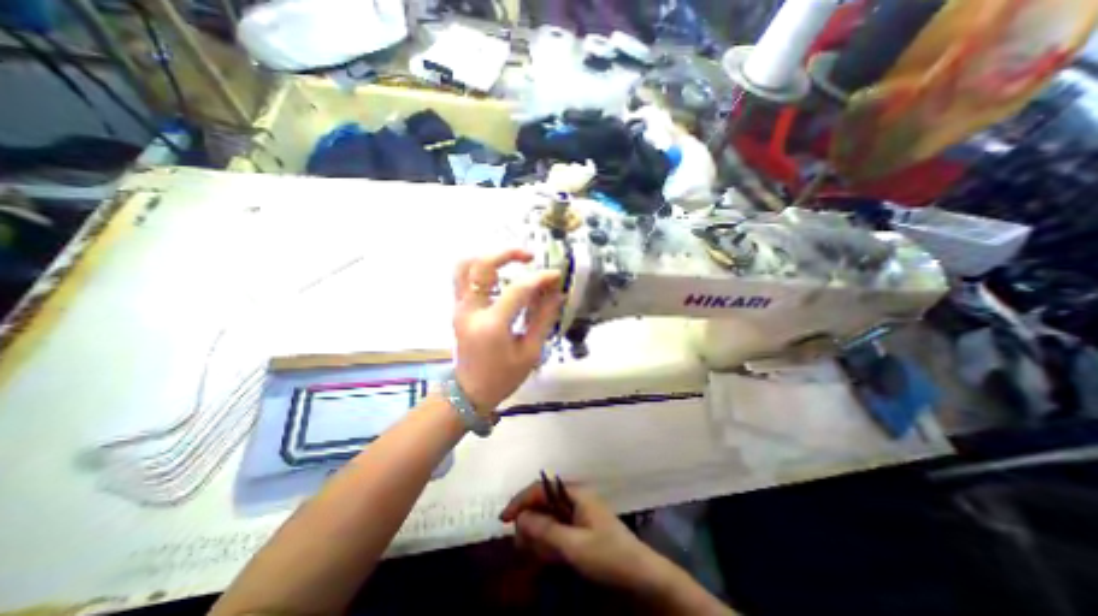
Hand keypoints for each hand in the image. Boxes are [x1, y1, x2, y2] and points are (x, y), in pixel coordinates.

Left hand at [450, 251, 560, 413]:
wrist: (469, 392)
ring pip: (465, 266)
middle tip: (529, 257)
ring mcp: (459, 307)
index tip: (556, 275)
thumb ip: (543, 319)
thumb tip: (557, 293)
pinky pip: (463, 277)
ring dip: (489, 257)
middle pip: (481, 265)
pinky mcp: (457, 308)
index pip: (517, 289)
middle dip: (507, 253)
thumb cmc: (503, 377)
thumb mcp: (530, 352)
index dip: (539, 278)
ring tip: (511, 262)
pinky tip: (498, 274)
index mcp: (492, 326)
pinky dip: (480, 268)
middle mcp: (471, 311)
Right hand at [501, 482, 665, 592]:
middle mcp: (574, 499)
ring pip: (548, 518)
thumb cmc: (608, 555)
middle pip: (542, 503)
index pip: (540, 488)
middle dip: (529, 522)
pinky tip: (548, 557)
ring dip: (538, 535)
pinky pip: (557, 530)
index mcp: (574, 494)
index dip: (520, 501)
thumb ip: (546, 530)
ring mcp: (578, 514)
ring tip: (536, 555)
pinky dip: (549, 542)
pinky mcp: (581, 529)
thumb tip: (520, 518)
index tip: (503, 520)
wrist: (640, 575)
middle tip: (521, 546)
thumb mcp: (574, 545)